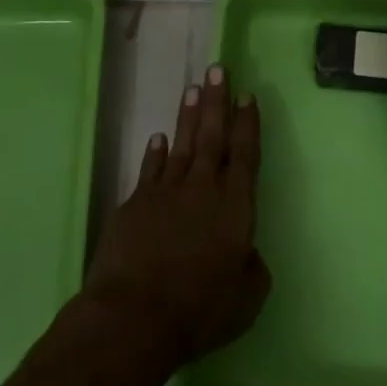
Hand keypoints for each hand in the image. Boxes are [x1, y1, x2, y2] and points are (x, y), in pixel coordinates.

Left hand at [81, 66, 271, 372]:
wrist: (134, 317)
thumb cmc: (199, 310)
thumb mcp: (246, 299)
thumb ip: (252, 268)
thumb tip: (247, 253)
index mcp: (235, 206)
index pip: (245, 154)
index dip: (247, 123)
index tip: (246, 95)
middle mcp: (203, 189)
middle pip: (212, 136)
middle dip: (217, 101)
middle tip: (217, 68)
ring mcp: (166, 192)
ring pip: (181, 144)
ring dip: (188, 116)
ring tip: (193, 89)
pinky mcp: (135, 204)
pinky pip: (148, 169)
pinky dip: (154, 153)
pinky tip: (158, 138)